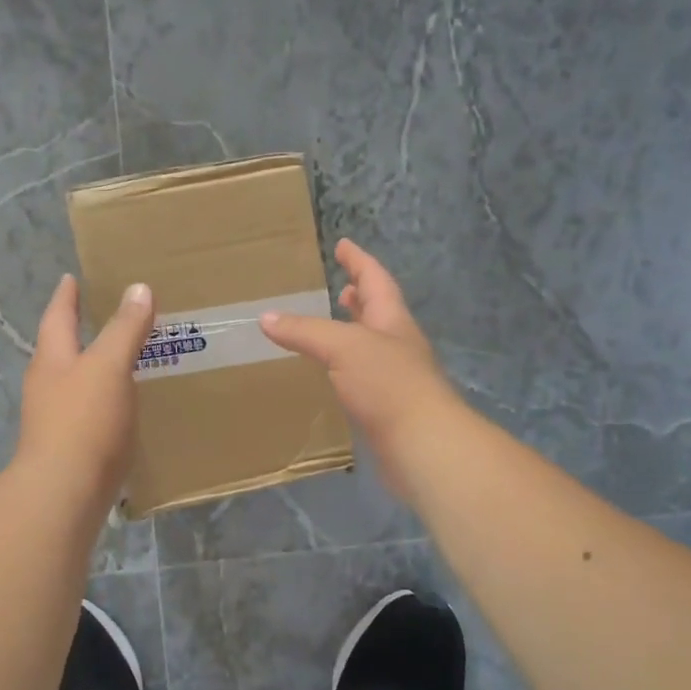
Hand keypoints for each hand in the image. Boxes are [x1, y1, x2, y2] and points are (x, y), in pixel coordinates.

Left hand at [16, 274, 153, 505]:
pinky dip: (102, 400)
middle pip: (59, 350)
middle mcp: (47, 386)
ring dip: (91, 368)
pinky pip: (87, 412)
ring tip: (116, 359)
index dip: (66, 296)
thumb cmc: (84, 420)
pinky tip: (120, 407)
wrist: (65, 492)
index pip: (58, 317)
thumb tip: (139, 288)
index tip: (70, 278)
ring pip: (73, 382)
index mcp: (52, 359)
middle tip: (97, 316)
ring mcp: (54, 420)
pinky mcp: (69, 448)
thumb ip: (124, 328)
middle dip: (75, 332)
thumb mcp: (109, 366)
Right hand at [259, 239, 463, 500]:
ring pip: (371, 347)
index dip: (359, 261)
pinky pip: (363, 378)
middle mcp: (397, 345)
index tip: (343, 244)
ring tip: (332, 329)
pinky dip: (346, 369)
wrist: (423, 445)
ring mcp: (395, 378)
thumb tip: (266, 317)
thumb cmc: (389, 385)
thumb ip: (306, 331)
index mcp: (392, 321)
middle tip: (342, 287)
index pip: (375, 281)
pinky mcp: (387, 409)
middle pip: (378, 312)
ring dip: (353, 334)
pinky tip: (332, 376)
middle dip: (360, 298)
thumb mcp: (344, 348)